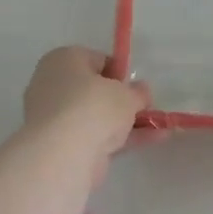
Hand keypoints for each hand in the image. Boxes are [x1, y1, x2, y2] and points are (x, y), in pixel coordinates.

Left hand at [22, 47, 149, 178]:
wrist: (64, 154)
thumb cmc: (94, 107)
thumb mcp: (127, 94)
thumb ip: (138, 92)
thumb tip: (141, 91)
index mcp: (63, 60)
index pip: (96, 60)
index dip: (120, 73)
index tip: (137, 88)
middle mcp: (54, 84)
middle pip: (95, 90)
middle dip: (122, 101)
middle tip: (145, 108)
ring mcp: (55, 117)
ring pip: (97, 116)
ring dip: (126, 122)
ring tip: (158, 127)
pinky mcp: (61, 144)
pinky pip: (95, 136)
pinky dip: (120, 138)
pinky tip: (150, 140)